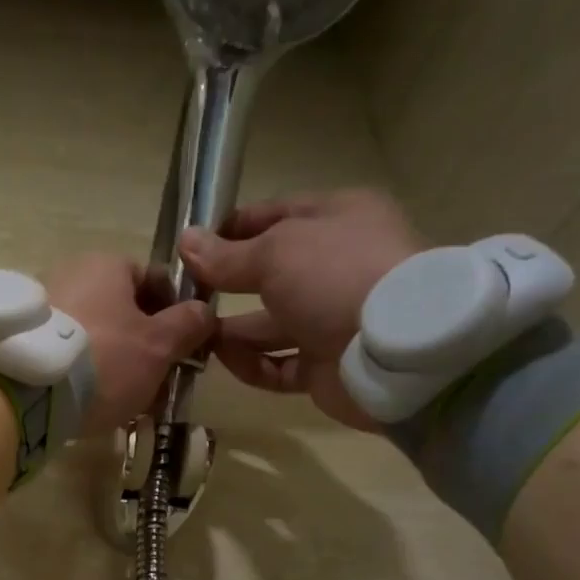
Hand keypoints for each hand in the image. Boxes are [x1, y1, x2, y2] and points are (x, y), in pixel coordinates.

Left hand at [44, 255, 213, 435]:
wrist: (26, 392)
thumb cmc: (105, 359)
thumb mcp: (159, 345)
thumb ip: (188, 325)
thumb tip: (203, 311)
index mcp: (105, 264)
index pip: (152, 280)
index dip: (173, 313)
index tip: (181, 349)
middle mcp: (68, 274)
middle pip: (120, 311)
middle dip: (142, 346)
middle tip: (156, 383)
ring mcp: (39, 308)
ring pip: (94, 336)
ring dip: (114, 364)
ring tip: (126, 402)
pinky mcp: (20, 341)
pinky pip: (65, 354)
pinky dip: (81, 374)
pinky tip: (91, 404)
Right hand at [178, 188, 426, 428]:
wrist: (396, 350)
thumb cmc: (334, 276)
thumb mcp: (273, 252)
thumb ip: (225, 255)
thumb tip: (185, 242)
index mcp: (336, 220)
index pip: (274, 215)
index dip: (231, 228)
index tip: (189, 245)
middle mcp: (335, 267)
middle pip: (268, 273)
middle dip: (225, 284)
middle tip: (183, 297)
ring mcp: (332, 318)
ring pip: (268, 324)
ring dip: (231, 331)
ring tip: (194, 334)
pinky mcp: (326, 365)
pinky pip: (278, 364)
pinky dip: (251, 364)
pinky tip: (225, 359)